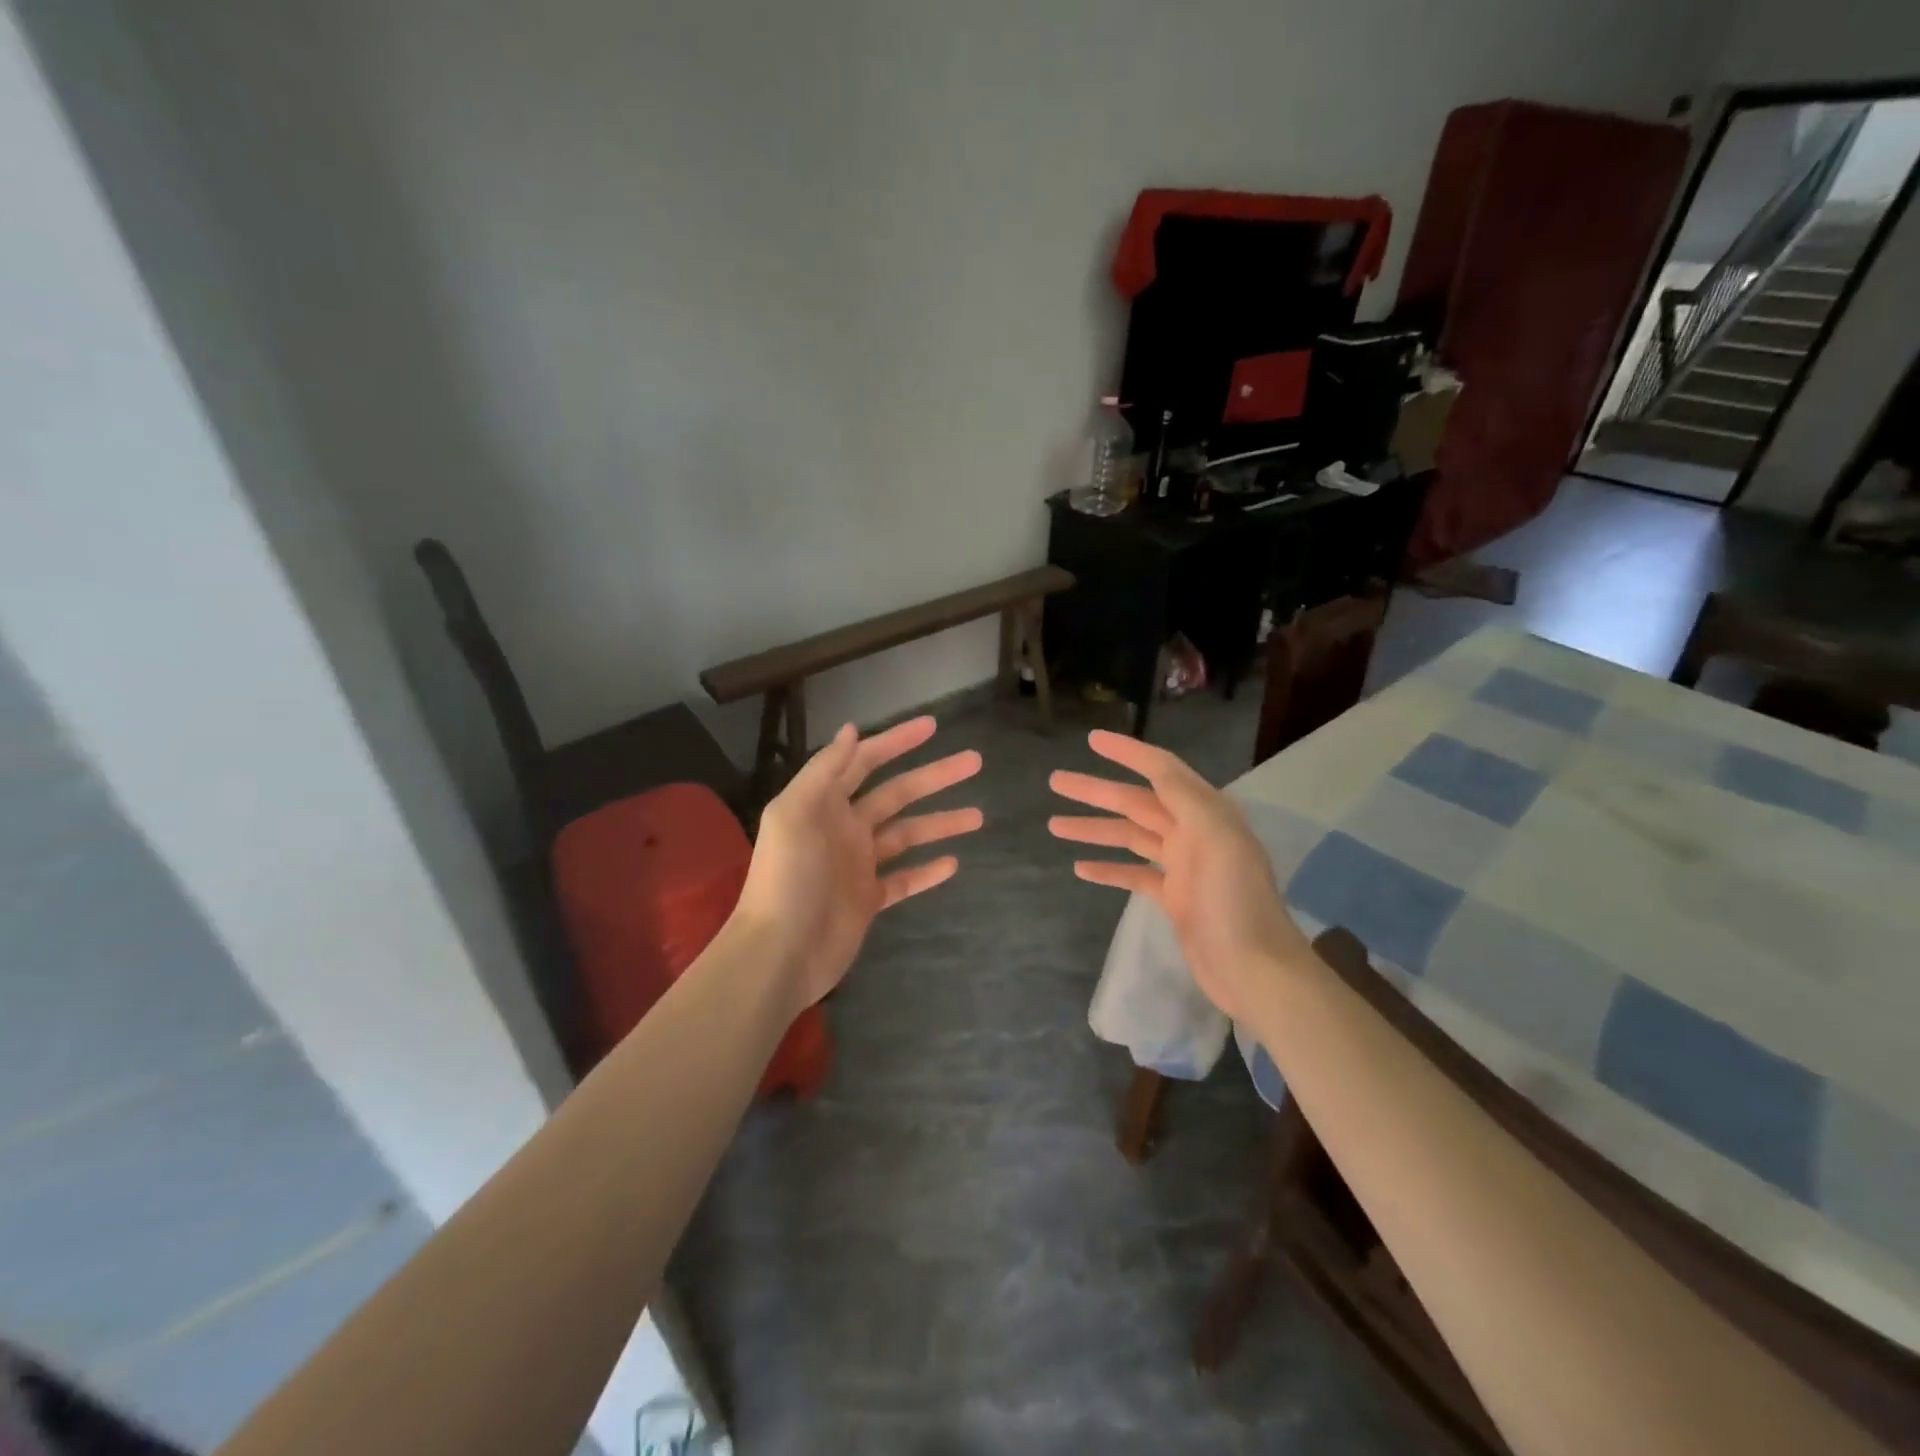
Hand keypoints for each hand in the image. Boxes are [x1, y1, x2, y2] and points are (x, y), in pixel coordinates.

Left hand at [734, 716, 982, 1011]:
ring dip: (940, 822)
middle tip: (974, 762)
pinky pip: (905, 879)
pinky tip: (954, 863)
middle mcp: (843, 828)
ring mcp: (858, 865)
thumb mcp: (795, 814)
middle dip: (934, 777)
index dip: (896, 741)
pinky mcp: (868, 899)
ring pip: (907, 835)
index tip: (933, 726)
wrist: (780, 953)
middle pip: (897, 794)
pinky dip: (927, 871)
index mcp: (824, 803)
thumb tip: (851, 729)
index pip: (864, 761)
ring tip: (978, 816)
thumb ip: (824, 770)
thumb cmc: (788, 878)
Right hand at [1049, 730, 1310, 1020]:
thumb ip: (1184, 797)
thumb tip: (1155, 766)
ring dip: (1094, 828)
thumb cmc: (1233, 900)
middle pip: (1136, 802)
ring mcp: (1183, 866)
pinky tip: (1080, 867)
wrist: (1254, 969)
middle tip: (1056, 781)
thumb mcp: (1215, 837)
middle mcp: (1194, 832)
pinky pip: (1134, 873)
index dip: (1127, 752)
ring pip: (1130, 837)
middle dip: (1096, 791)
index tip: (1091, 739)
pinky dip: (1109, 868)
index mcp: (1206, 812)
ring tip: (1054, 825)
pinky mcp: (1174, 897)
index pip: (1161, 770)